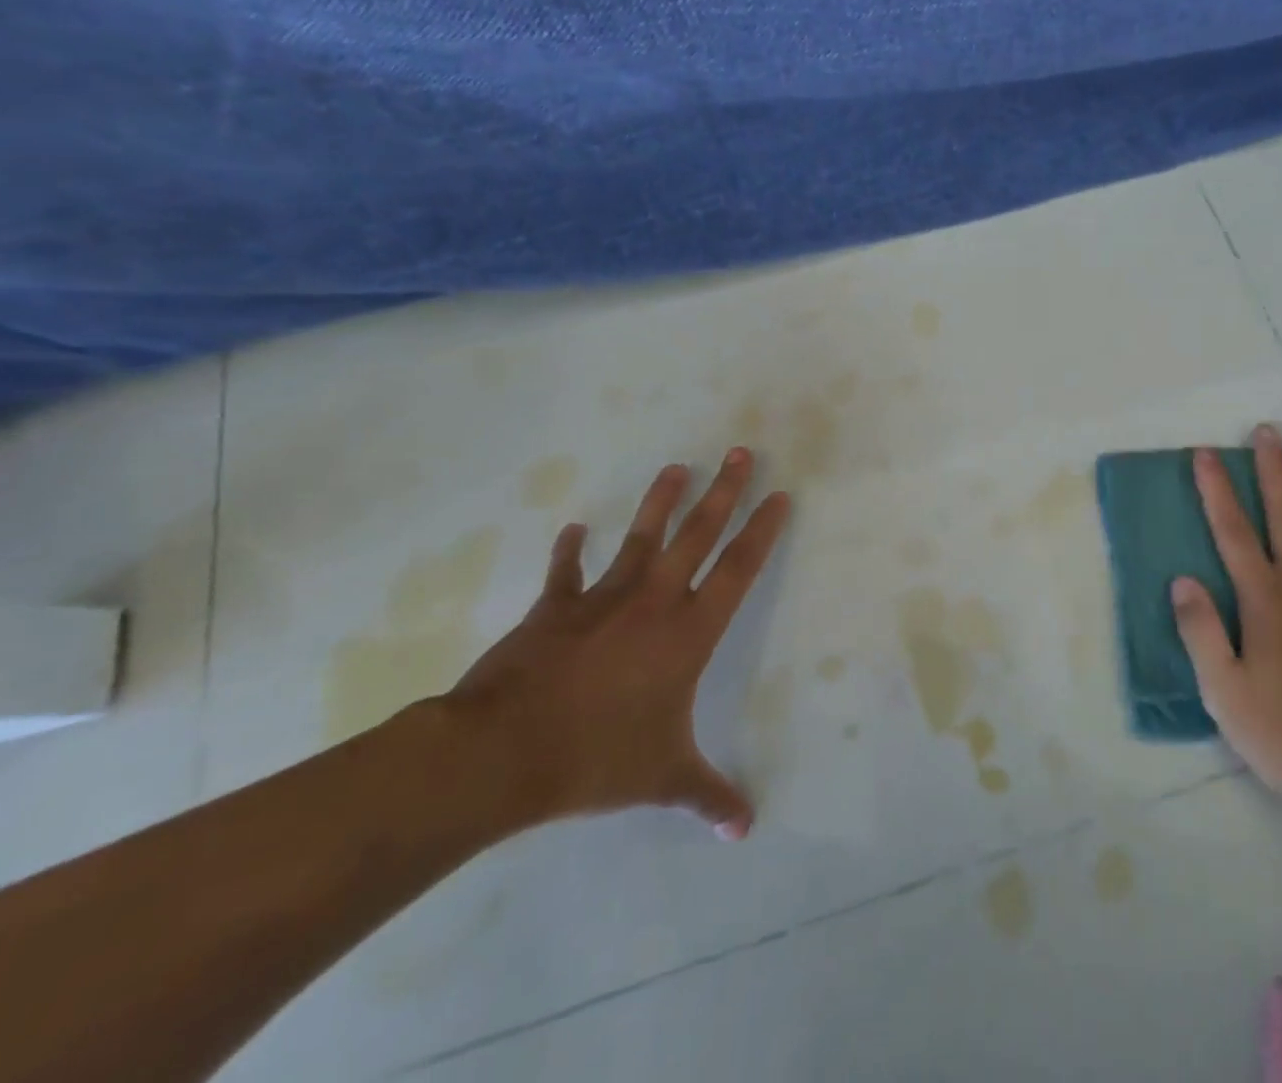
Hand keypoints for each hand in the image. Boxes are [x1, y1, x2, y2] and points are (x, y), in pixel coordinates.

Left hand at [444, 448, 789, 838]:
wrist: (503, 754)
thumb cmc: (597, 759)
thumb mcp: (663, 779)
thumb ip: (707, 796)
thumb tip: (745, 830)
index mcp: (689, 634)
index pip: (738, 570)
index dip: (761, 531)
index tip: (778, 496)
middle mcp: (654, 604)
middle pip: (698, 535)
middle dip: (724, 492)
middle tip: (740, 452)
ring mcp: (602, 601)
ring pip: (641, 538)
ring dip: (660, 501)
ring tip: (677, 466)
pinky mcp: (554, 610)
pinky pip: (565, 573)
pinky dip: (569, 550)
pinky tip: (572, 526)